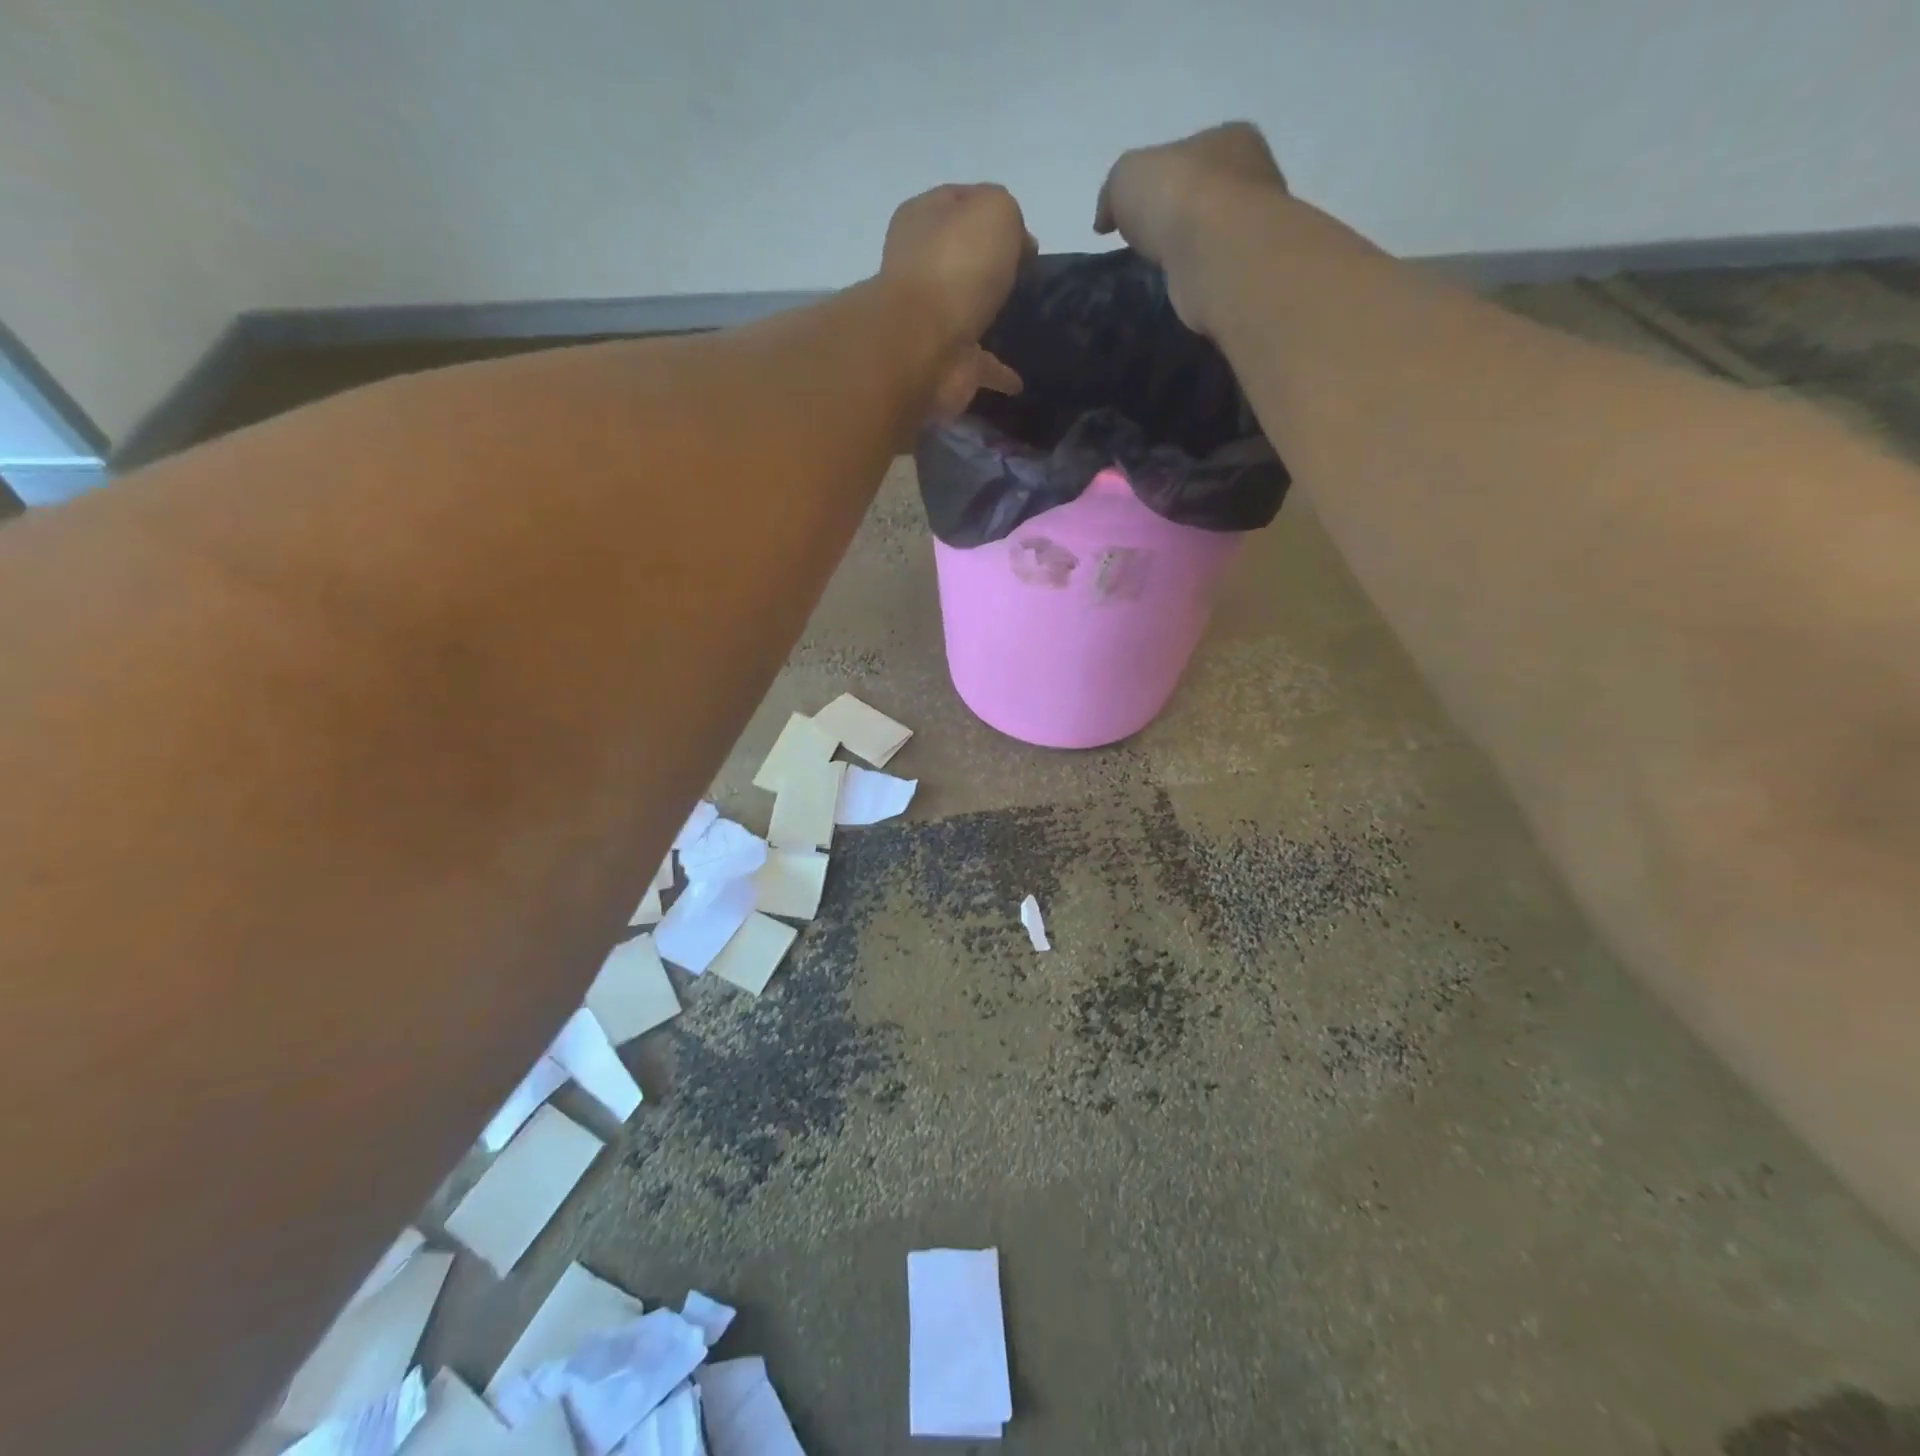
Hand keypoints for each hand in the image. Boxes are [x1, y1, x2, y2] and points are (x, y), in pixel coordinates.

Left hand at [881, 183, 1032, 412]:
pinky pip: (979, 366)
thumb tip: (1017, 247)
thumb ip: (1008, 215)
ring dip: (988, 318)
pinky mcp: (945, 365)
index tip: (1025, 234)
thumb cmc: (955, 265)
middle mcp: (920, 269)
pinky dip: (997, 373)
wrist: (923, 345)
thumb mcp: (994, 211)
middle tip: (1024, 275)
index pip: (958, 203)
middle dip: (988, 266)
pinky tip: (1018, 381)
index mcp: (922, 220)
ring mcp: (930, 321)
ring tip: (1022, 321)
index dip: (992, 211)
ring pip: (966, 314)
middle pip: (960, 260)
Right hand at [1094, 122, 1286, 332]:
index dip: (1161, 180)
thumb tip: (1106, 220)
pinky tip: (1176, 290)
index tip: (1138, 210)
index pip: (1191, 154)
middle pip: (1204, 196)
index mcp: (1228, 139)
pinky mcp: (1244, 276)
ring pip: (1210, 238)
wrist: (1216, 255)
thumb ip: (1113, 193)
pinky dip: (1195, 282)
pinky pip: (1213, 274)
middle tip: (1146, 245)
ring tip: (1156, 273)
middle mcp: (1251, 179)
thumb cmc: (1177, 197)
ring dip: (1187, 253)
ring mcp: (1252, 230)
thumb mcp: (1126, 176)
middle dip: (1177, 218)